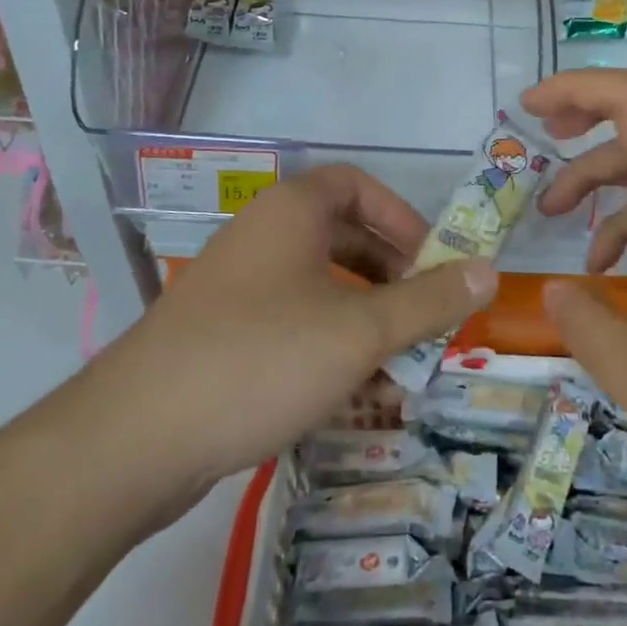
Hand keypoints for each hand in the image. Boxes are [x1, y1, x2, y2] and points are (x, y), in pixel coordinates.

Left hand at [99, 166, 496, 493]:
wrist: (135, 438)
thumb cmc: (262, 357)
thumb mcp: (361, 329)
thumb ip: (430, 301)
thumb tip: (490, 271)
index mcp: (292, 212)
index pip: (358, 186)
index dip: (403, 218)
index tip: (434, 261)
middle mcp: (262, 237)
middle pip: (344, 239)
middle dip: (392, 278)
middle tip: (426, 318)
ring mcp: (237, 288)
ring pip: (321, 290)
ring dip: (366, 322)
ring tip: (400, 369)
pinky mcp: (222, 336)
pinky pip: (291, 327)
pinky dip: (328, 349)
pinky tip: (353, 398)